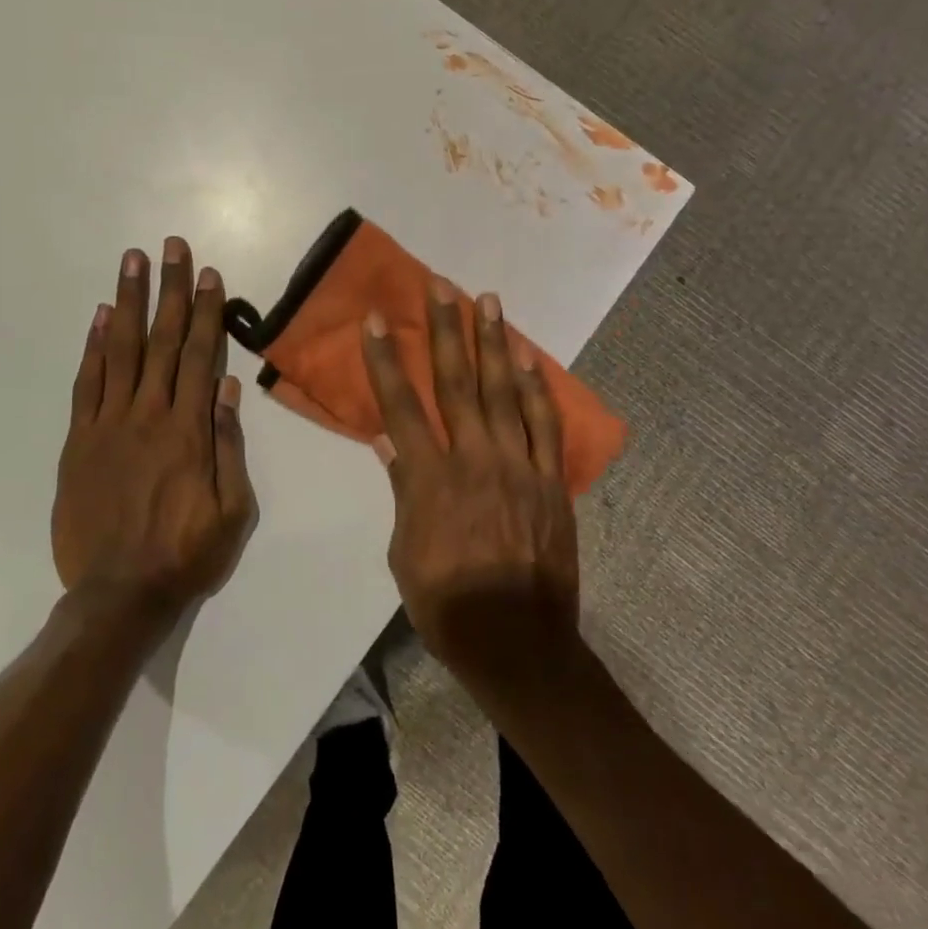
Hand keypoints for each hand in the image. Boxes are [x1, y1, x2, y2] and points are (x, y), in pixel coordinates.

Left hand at [53, 238, 255, 622]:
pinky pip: (87, 384)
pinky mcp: (80, 441)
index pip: (201, 356)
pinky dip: (93, 347)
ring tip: (132, 261)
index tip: (208, 274)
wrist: (118, 596)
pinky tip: (101, 316)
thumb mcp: (233, 510)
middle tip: (170, 246)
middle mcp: (149, 416)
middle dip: (170, 289)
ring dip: (129, 302)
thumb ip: (229, 445)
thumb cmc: (186, 555)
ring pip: (122, 351)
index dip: (207, 311)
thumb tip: (229, 388)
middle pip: (163, 341)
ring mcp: (109, 425)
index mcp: (189, 431)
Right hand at [360, 280, 579, 687]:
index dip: (386, 360)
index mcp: (431, 479)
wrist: (518, 642)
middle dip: (446, 329)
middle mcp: (474, 459)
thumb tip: (388, 441)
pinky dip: (538, 387)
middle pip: (456, 381)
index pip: (401, 406)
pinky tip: (529, 357)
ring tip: (487, 301)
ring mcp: (518, 466)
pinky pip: (545, 424)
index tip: (377, 321)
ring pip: (504, 391)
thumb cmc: (447, 604)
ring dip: (493, 343)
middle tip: (442, 285)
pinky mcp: (550, 480)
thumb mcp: (405, 553)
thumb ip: (403, 490)